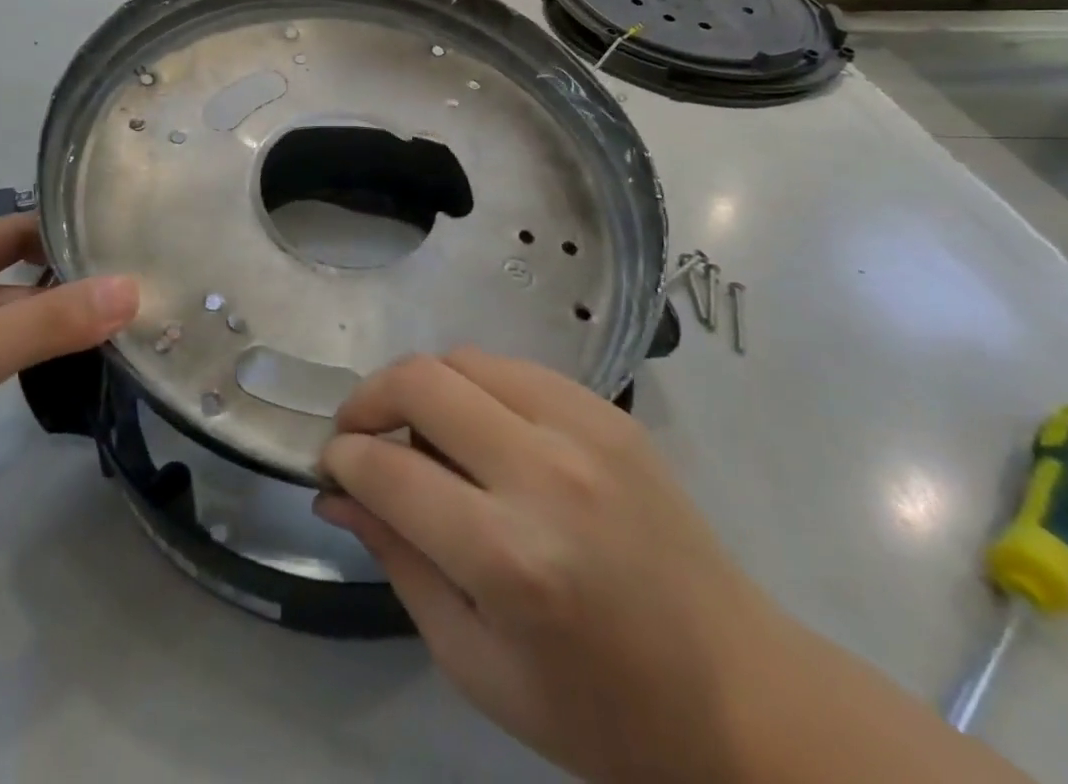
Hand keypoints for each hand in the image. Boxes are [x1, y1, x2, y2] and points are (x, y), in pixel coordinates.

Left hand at [0, 215, 138, 582]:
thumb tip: (135, 288)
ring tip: (138, 320)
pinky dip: (44, 358)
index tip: (136, 229)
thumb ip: (45, 324)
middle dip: (80, 276)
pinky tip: (87, 365)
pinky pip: (5, 363)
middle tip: (155, 280)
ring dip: (66, 321)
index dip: (70, 223)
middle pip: (22, 274)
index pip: (16, 227)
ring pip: (17, 322)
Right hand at [316, 349, 779, 783]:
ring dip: (421, 384)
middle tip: (357, 433)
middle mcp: (545, 473)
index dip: (344, 457)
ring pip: (465, 358)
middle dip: (369, 398)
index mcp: (510, 559)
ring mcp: (584, 428)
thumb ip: (399, 562)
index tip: (329, 463)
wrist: (738, 692)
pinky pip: (514, 368)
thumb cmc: (598, 710)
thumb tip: (337, 491)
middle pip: (422, 381)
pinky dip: (474, 384)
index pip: (391, 470)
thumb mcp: (476, 664)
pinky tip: (476, 427)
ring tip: (415, 429)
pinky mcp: (609, 410)